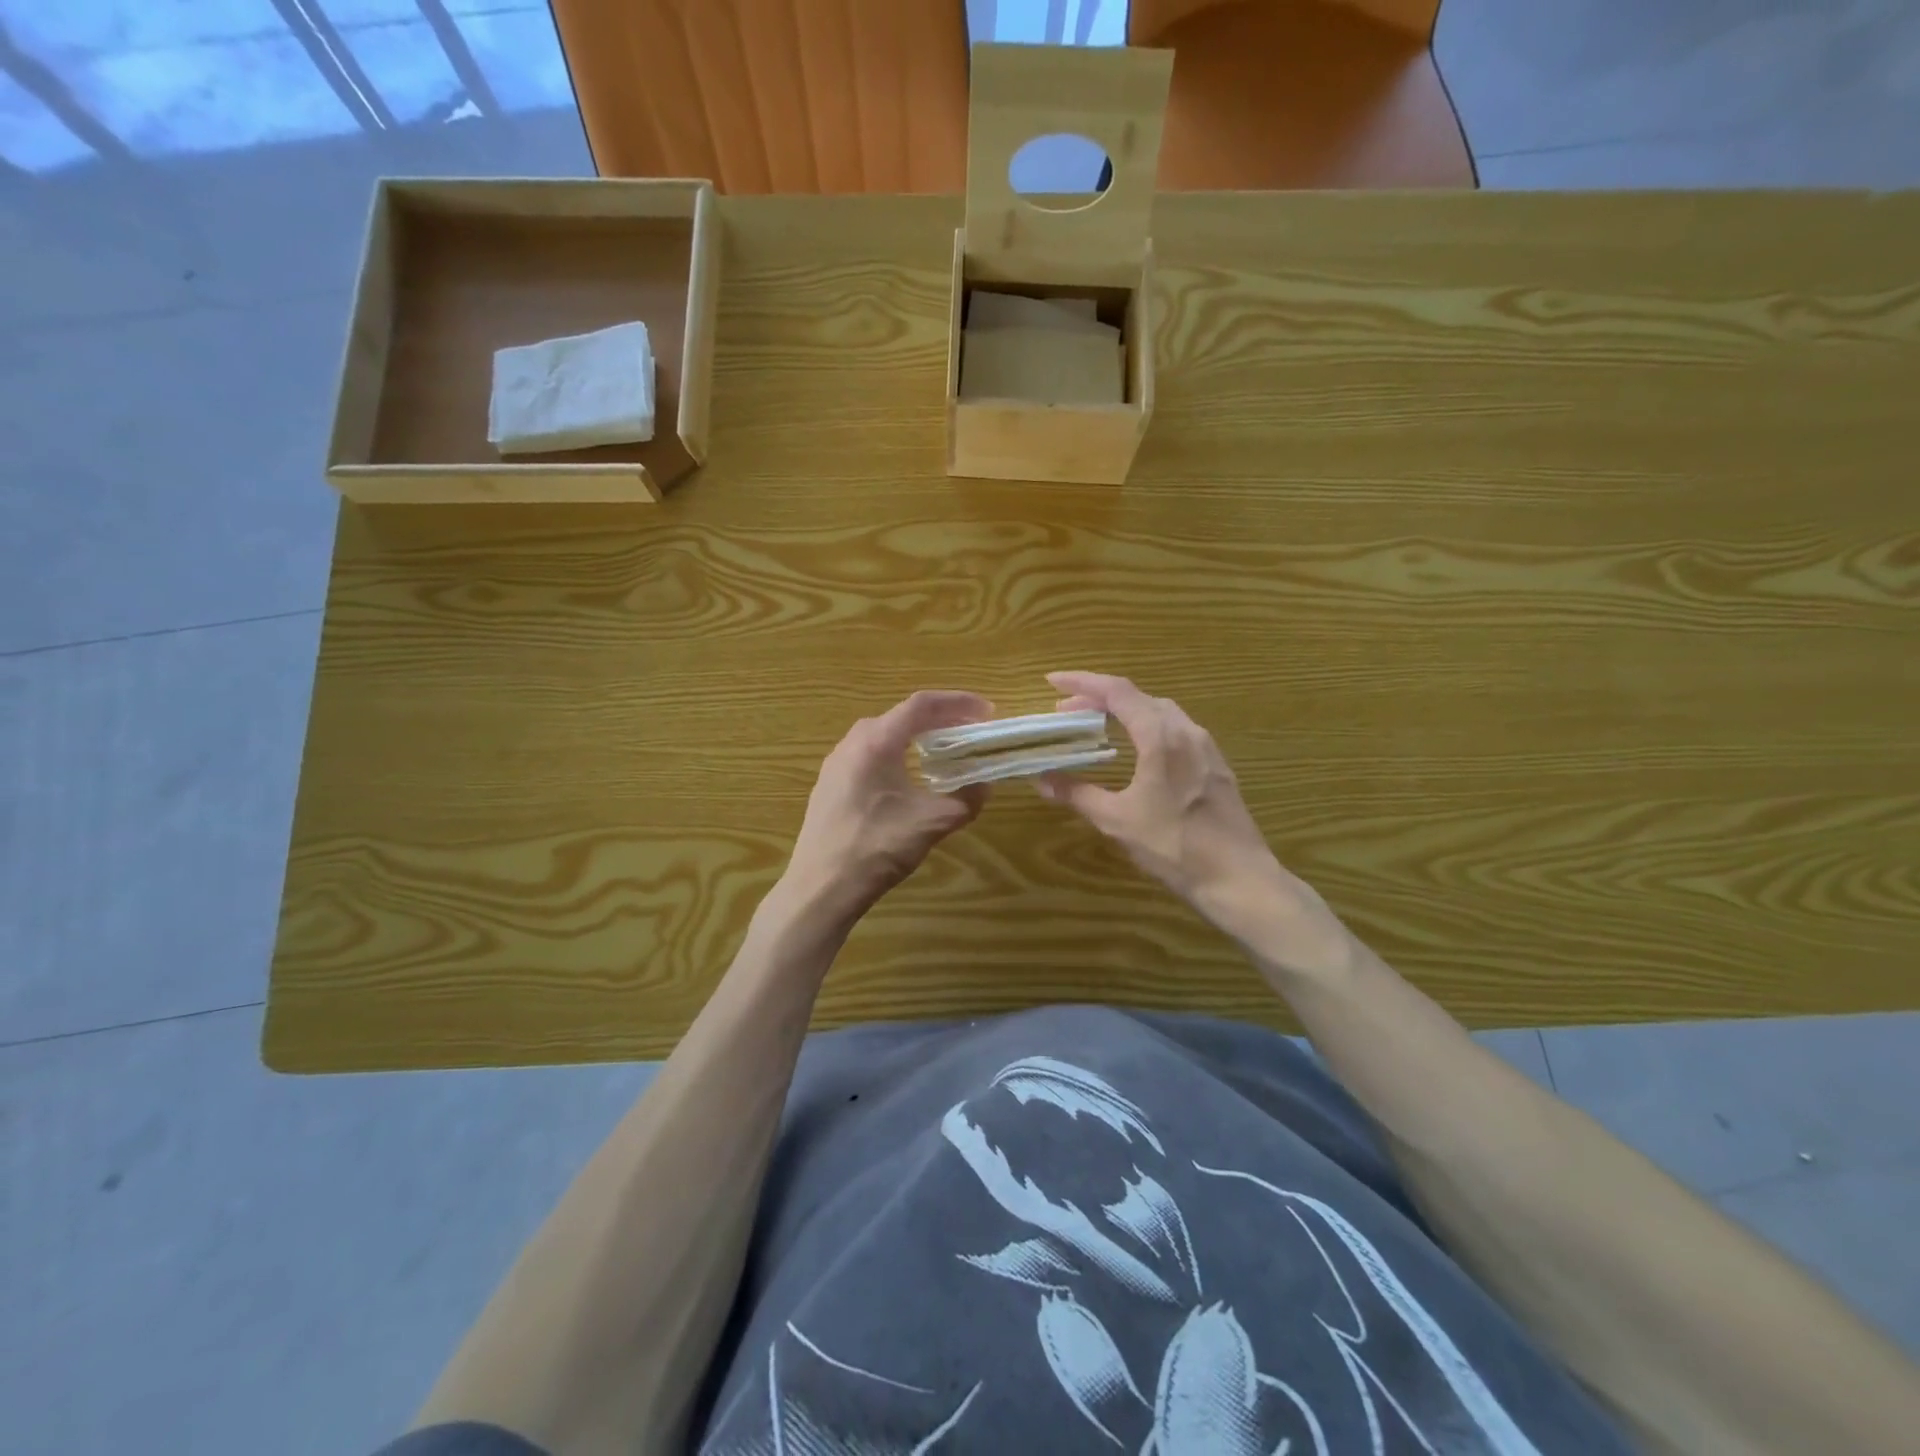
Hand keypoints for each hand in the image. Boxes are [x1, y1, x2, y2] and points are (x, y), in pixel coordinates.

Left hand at [783, 690, 993, 921]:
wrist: (821, 887)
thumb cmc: (877, 848)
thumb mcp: (932, 823)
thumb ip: (966, 799)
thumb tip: (985, 785)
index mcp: (876, 742)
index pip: (922, 705)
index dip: (958, 702)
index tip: (986, 711)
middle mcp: (852, 743)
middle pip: (901, 716)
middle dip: (939, 719)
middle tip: (968, 730)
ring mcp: (836, 763)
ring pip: (882, 735)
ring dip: (915, 737)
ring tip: (943, 751)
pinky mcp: (830, 784)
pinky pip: (868, 754)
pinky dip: (896, 753)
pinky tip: (907, 778)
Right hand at [1037, 672, 1332, 950]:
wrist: (1238, 878)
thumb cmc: (1174, 846)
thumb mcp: (1117, 821)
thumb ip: (1077, 794)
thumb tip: (1041, 780)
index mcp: (1160, 736)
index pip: (1117, 692)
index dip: (1082, 681)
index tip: (1052, 681)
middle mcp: (1186, 731)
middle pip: (1138, 697)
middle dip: (1099, 698)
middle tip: (1067, 711)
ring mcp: (1206, 747)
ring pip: (1160, 711)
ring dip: (1125, 711)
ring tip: (1096, 725)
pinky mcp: (1215, 765)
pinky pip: (1176, 730)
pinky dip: (1147, 726)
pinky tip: (1137, 749)